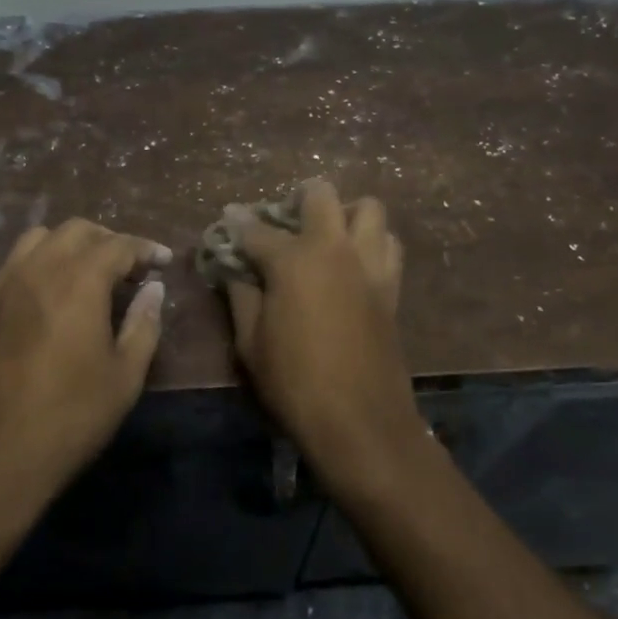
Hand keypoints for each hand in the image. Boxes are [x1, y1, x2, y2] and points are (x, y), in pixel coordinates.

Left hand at [0, 218, 169, 530]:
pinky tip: (51, 297)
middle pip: (77, 230)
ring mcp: (3, 284)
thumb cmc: (67, 419)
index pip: (119, 245)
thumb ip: (143, 325)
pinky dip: (41, 263)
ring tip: (89, 276)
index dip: (146, 249)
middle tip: (130, 269)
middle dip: (109, 240)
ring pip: (40, 239)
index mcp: (79, 281)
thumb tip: (153, 288)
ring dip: (71, 246)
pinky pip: (15, 264)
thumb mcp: (123, 377)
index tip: (164, 261)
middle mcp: (38, 268)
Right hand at [224, 179, 423, 489]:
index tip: (226, 221)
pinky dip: (372, 241)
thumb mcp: (250, 343)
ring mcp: (369, 265)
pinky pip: (388, 245)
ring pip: (369, 209)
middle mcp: (334, 249)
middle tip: (284, 220)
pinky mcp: (391, 287)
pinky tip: (354, 263)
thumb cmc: (294, 383)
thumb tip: (235, 271)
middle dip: (298, 198)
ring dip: (346, 212)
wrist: (360, 422)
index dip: (236, 224)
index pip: (256, 230)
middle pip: (322, 195)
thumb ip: (241, 297)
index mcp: (293, 260)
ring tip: (328, 234)